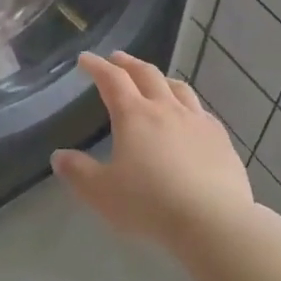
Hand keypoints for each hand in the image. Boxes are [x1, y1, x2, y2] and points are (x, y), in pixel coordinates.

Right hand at [51, 52, 252, 248]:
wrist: (213, 221)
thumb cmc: (149, 204)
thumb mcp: (101, 192)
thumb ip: (78, 172)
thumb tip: (59, 156)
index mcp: (134, 115)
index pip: (112, 79)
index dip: (97, 66)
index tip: (85, 59)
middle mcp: (166, 109)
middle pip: (147, 74)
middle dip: (128, 63)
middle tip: (116, 58)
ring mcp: (197, 121)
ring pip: (178, 88)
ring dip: (161, 78)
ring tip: (154, 80)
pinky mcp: (221, 139)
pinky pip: (201, 111)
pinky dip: (187, 105)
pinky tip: (189, 117)